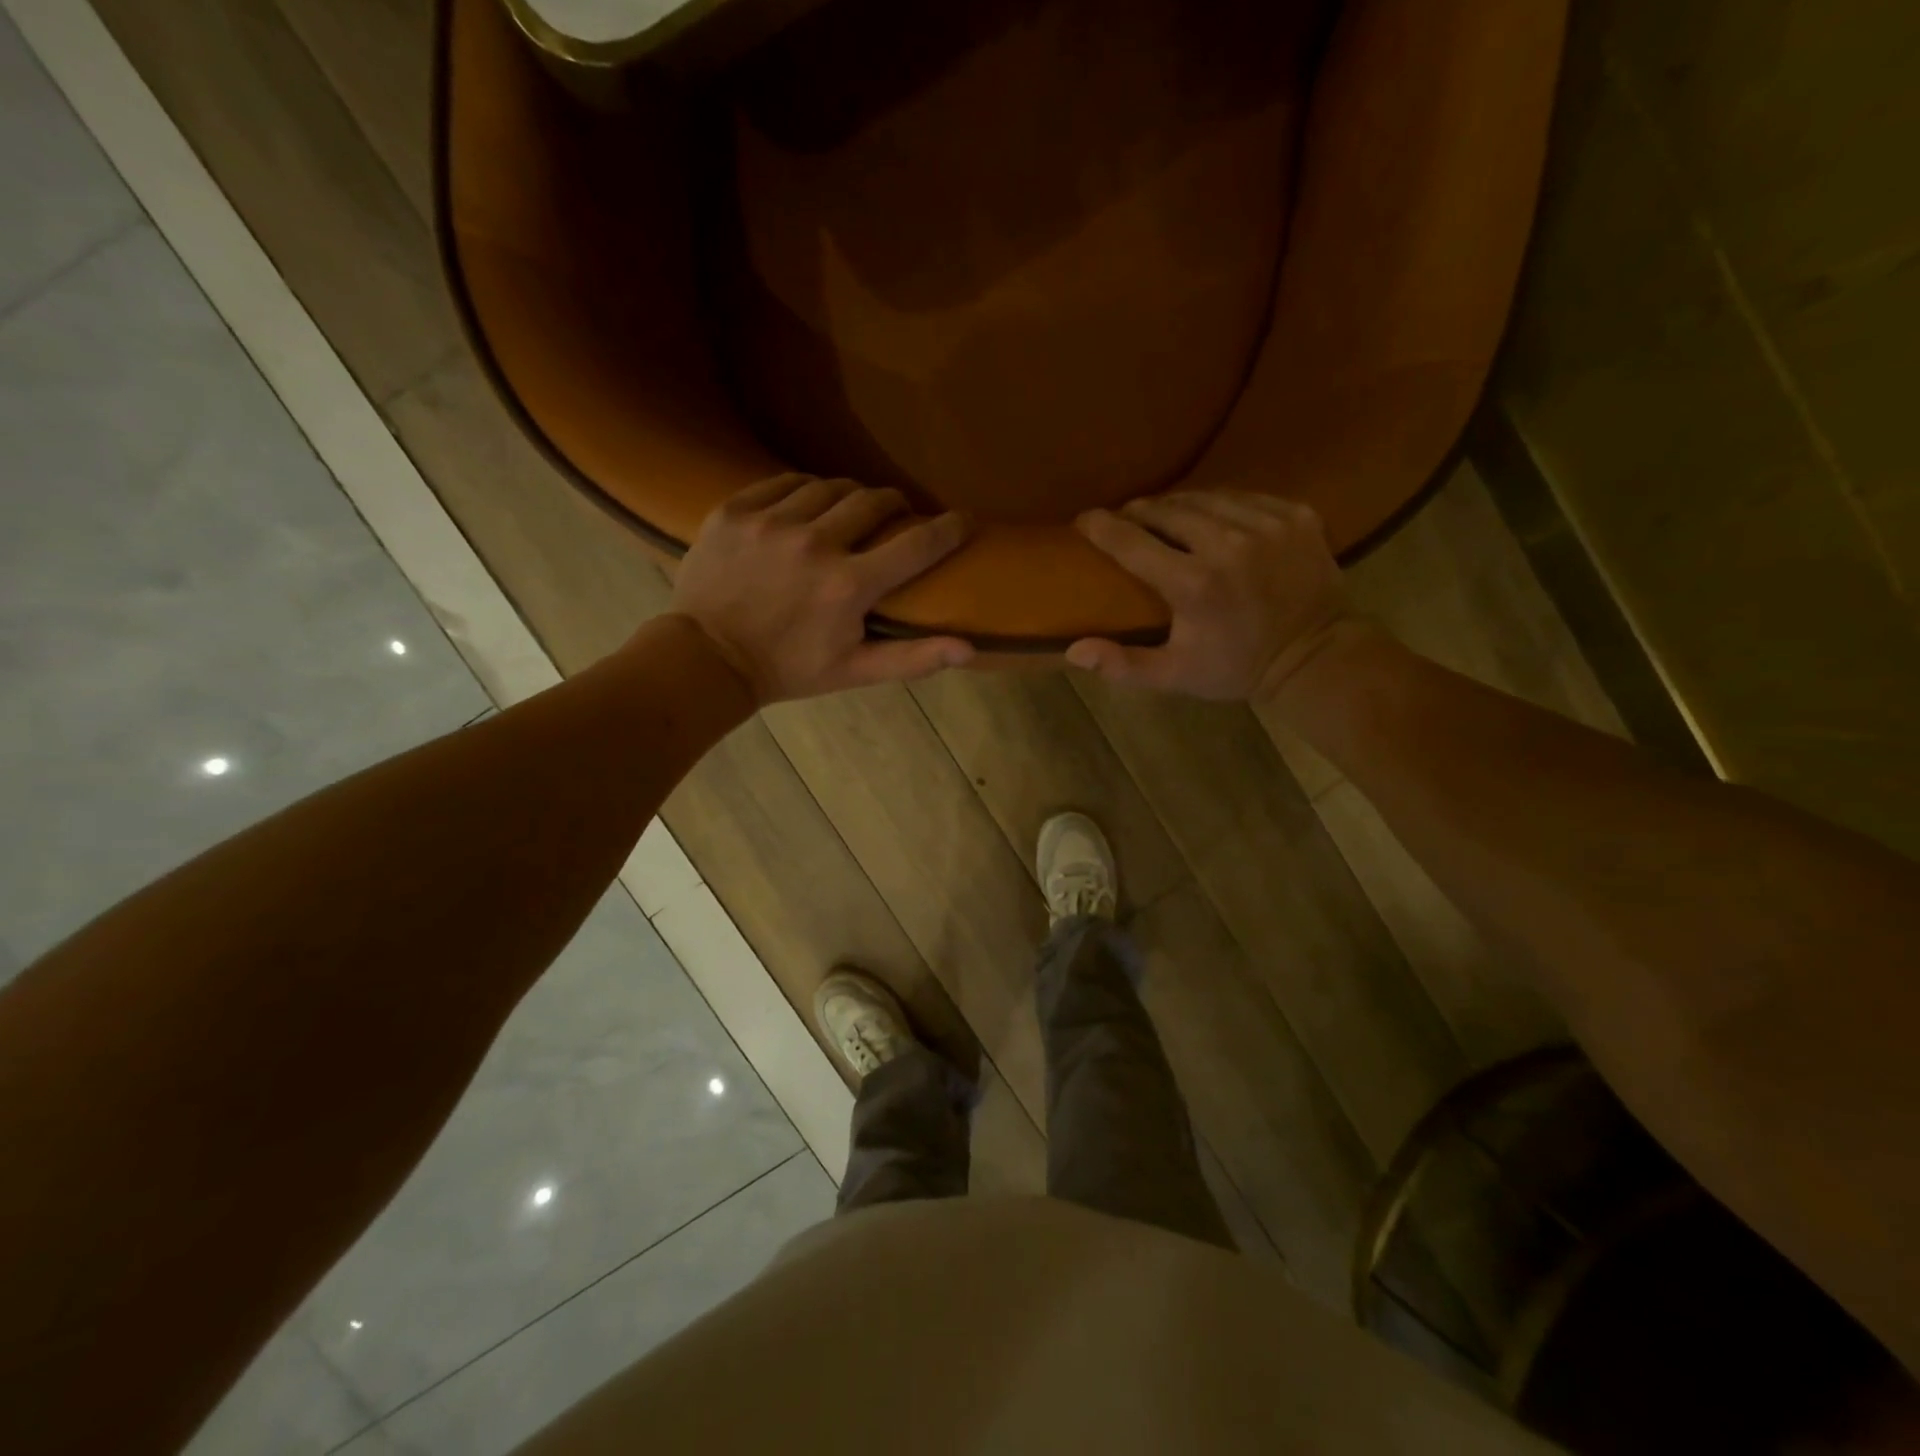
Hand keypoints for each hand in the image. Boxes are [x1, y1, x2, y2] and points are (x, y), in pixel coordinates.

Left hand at [670, 474, 974, 703]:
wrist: (707, 659)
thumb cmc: (788, 669)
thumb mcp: (854, 671)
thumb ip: (913, 658)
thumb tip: (969, 649)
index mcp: (849, 585)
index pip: (917, 545)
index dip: (949, 528)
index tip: (963, 520)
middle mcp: (815, 544)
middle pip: (874, 501)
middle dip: (894, 505)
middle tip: (896, 516)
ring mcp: (771, 523)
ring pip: (829, 487)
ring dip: (849, 496)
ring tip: (849, 510)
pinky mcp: (736, 511)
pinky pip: (784, 482)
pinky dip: (804, 490)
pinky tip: (806, 506)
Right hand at [1067, 490, 1354, 701]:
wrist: (1315, 657)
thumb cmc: (1235, 668)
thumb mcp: (1175, 675)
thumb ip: (1122, 665)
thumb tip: (1073, 651)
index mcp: (1194, 584)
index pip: (1132, 542)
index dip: (1101, 527)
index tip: (1084, 519)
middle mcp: (1228, 544)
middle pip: (1167, 510)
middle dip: (1140, 513)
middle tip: (1126, 521)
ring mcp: (1267, 524)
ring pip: (1205, 497)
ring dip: (1178, 505)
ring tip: (1164, 516)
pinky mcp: (1296, 515)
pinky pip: (1244, 496)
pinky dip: (1221, 504)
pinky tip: (1213, 518)